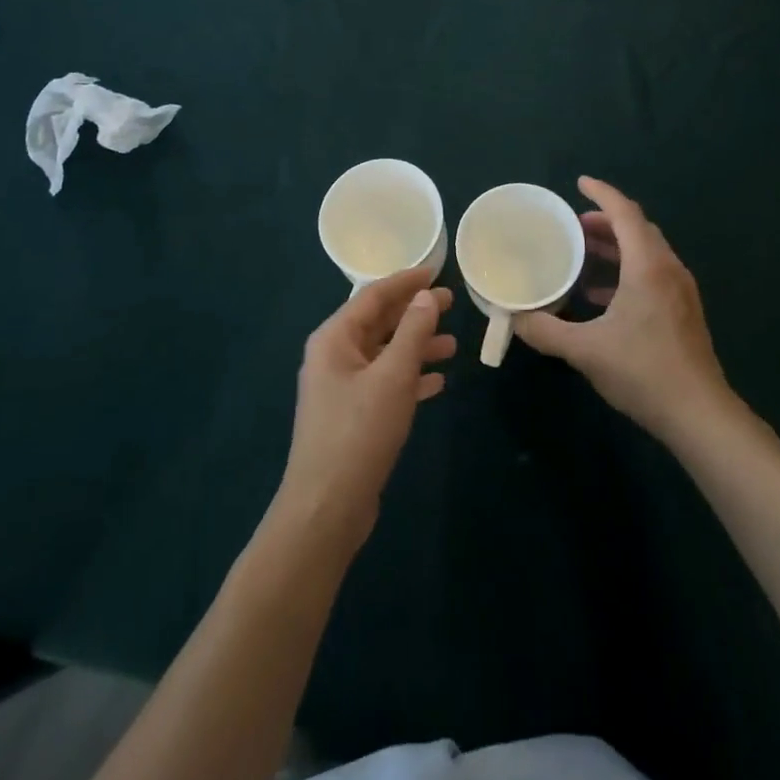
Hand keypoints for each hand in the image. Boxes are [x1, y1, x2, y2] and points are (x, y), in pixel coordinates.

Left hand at [277, 267, 456, 552]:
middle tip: (452, 303)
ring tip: (453, 345)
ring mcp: (342, 388)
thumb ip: (413, 333)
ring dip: (416, 347)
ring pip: (385, 355)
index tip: (436, 271)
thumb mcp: (392, 377)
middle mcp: (334, 356)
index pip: (373, 296)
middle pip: (379, 323)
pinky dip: (410, 378)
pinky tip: (437, 382)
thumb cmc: (358, 432)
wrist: (326, 508)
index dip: (406, 281)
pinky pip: (385, 384)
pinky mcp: (352, 416)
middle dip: (415, 313)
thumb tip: (427, 296)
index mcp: (334, 338)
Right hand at [513, 177, 731, 444]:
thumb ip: (546, 330)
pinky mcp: (682, 312)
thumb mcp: (586, 350)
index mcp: (648, 266)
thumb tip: (514, 318)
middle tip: (572, 225)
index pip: (625, 213)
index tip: (579, 183)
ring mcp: (680, 291)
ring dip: (615, 247)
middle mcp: (668, 270)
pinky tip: (600, 296)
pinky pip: (652, 275)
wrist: (699, 415)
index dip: (602, 193)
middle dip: (605, 221)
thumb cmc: (643, 371)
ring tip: (582, 255)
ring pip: (646, 253)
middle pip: (637, 229)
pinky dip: (625, 272)